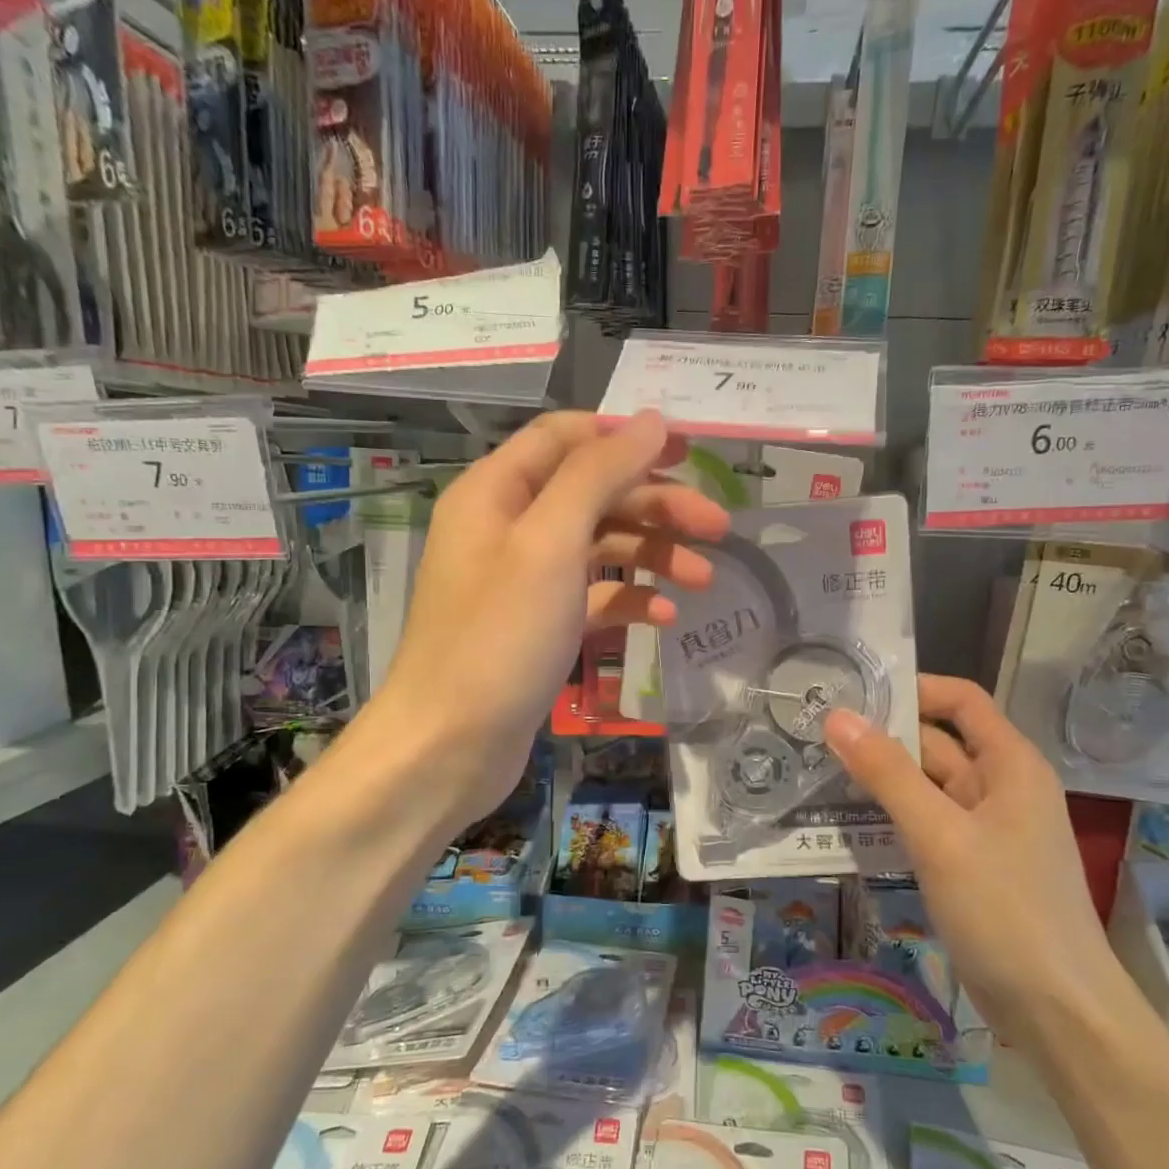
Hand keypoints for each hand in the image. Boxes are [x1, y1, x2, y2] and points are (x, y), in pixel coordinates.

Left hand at [365, 411, 729, 827]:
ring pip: (599, 546)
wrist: (449, 746)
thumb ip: (598, 474)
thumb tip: (651, 421)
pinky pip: (592, 597)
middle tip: (719, 527)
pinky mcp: (539, 626)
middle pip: (592, 493)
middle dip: (656, 504)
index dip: (628, 436)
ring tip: (703, 578)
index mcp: (497, 491)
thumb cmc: (498, 637)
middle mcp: (508, 527)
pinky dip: (629, 599)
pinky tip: (664, 616)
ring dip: (652, 554)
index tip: (690, 451)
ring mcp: (524, 580)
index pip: (567, 438)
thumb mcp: (550, 543)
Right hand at [823, 675, 1124, 1037]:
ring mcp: (984, 830)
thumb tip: (838, 716)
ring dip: (880, 778)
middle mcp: (999, 788)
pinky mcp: (969, 866)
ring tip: (817, 768)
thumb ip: (887, 773)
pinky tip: (845, 821)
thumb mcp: (940, 836)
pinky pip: (924, 824)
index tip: (854, 690)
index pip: (961, 701)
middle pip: (937, 743)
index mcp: (1010, 765)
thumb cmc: (1006, 911)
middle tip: (815, 731)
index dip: (913, 688)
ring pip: (925, 787)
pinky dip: (890, 817)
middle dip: (882, 736)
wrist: (1058, 1013)